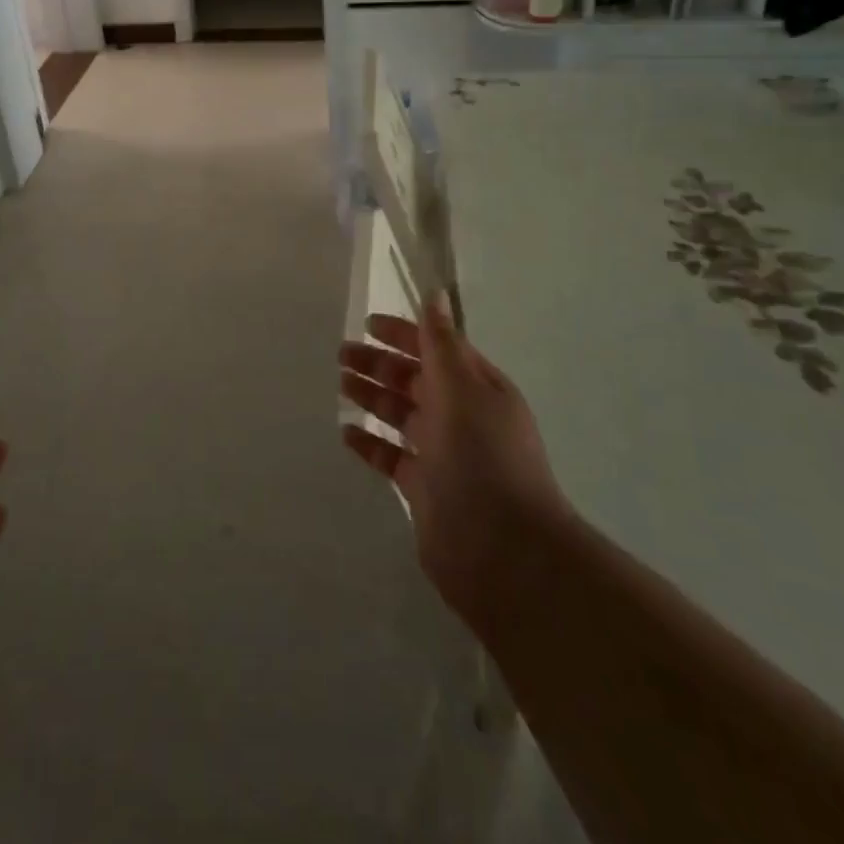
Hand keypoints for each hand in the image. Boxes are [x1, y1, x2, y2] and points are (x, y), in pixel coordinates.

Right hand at [340, 298, 566, 638]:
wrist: (504, 550)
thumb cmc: (483, 457)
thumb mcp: (462, 388)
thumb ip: (441, 342)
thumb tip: (435, 294)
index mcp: (478, 388)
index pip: (437, 348)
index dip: (404, 333)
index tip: (367, 323)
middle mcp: (462, 417)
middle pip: (415, 380)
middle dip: (381, 364)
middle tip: (341, 354)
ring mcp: (443, 455)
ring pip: (401, 415)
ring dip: (372, 397)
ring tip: (340, 383)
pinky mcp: (425, 489)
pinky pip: (392, 457)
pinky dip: (370, 443)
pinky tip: (346, 433)